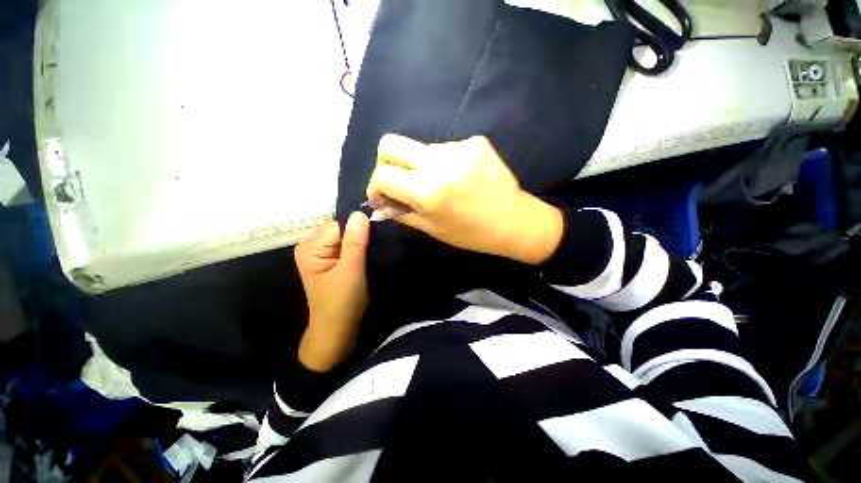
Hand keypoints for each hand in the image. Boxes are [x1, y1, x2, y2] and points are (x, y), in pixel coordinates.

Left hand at [295, 213, 369, 371]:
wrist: (338, 330)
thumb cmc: (342, 302)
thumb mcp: (351, 271)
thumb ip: (355, 242)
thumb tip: (360, 213)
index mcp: (310, 247)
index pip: (337, 224)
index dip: (357, 226)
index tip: (377, 231)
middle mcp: (312, 246)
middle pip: (340, 228)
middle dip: (359, 234)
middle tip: (377, 243)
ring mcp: (322, 253)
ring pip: (346, 236)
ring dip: (360, 241)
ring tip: (374, 249)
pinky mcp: (331, 260)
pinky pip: (347, 245)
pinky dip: (358, 248)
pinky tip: (367, 254)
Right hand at [366, 134, 563, 263]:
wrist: (513, 221)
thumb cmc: (471, 233)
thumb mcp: (432, 228)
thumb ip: (401, 212)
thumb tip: (379, 203)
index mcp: (429, 191)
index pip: (383, 175)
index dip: (375, 186)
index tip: (382, 195)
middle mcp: (441, 162)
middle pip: (391, 143)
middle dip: (385, 163)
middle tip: (398, 181)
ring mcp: (460, 147)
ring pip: (420, 148)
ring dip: (420, 166)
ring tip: (439, 184)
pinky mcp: (475, 141)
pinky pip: (445, 148)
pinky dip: (443, 163)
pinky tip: (458, 177)